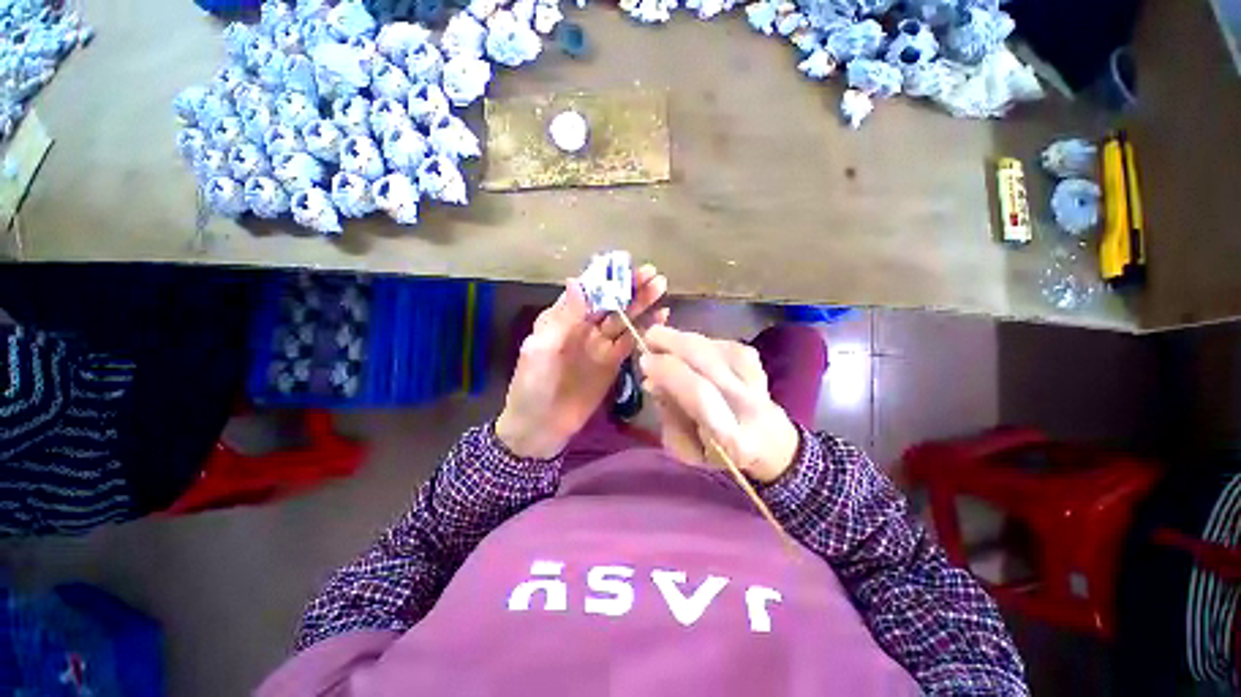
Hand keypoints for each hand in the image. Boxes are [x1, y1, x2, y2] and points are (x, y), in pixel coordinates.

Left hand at [496, 265, 668, 458]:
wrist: (541, 426)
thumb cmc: (532, 386)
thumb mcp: (539, 350)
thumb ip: (561, 318)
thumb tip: (576, 281)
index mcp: (563, 318)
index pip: (588, 291)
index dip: (606, 277)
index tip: (627, 265)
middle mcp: (584, 327)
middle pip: (610, 302)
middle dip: (630, 287)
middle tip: (653, 274)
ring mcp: (600, 345)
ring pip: (624, 319)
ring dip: (641, 304)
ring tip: (661, 287)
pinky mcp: (613, 363)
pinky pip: (630, 342)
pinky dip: (645, 329)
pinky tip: (661, 318)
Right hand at [639, 326, 799, 483]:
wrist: (769, 445)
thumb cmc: (720, 454)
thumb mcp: (686, 449)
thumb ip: (668, 416)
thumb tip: (652, 381)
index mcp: (732, 437)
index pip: (699, 393)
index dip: (669, 371)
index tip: (644, 360)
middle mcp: (750, 406)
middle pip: (709, 362)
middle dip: (673, 343)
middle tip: (649, 337)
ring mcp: (758, 381)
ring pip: (716, 348)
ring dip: (684, 338)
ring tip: (663, 339)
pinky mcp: (758, 364)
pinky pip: (724, 344)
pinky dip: (700, 341)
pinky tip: (687, 346)